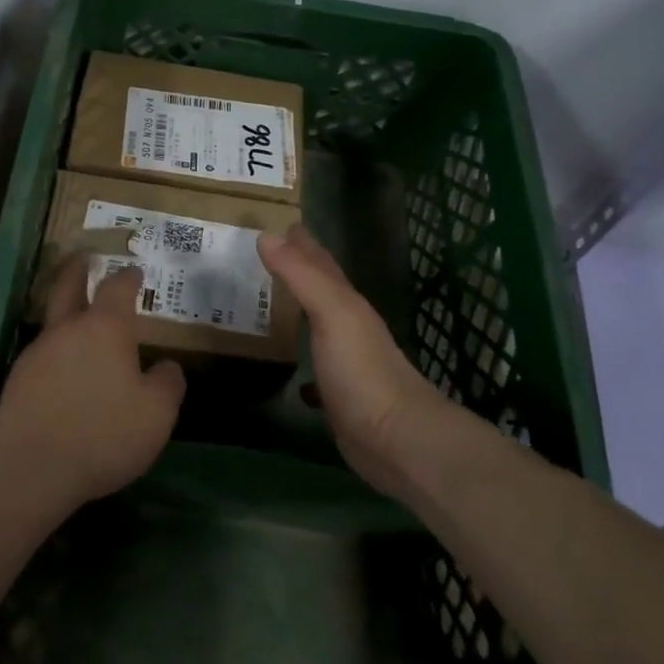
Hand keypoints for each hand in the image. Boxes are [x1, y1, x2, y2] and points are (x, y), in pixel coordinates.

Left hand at [0, 259, 186, 511]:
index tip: (135, 271)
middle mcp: (68, 330)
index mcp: (105, 328)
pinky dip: (57, 352)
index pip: (117, 287)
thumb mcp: (156, 414)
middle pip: (69, 286)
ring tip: (81, 322)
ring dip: (67, 314)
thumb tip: (166, 366)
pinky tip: (65, 372)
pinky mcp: (19, 380)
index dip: (128, 277)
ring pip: (54, 321)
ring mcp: (38, 352)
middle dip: (79, 269)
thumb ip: (167, 384)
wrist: (32, 467)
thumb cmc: (104, 433)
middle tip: (85, 258)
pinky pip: (43, 354)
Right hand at [257, 225, 443, 496]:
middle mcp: (347, 326)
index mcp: (346, 303)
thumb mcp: (332, 313)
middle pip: (320, 289)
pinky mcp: (337, 396)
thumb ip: (301, 275)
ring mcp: (344, 362)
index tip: (280, 223)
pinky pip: (312, 366)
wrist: (397, 440)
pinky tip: (286, 365)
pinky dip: (298, 357)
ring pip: (315, 324)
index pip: (320, 263)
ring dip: (296, 309)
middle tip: (267, 251)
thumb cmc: (363, 371)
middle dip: (298, 268)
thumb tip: (267, 235)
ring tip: (267, 300)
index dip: (302, 242)